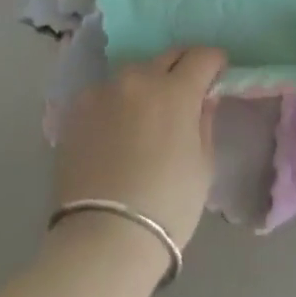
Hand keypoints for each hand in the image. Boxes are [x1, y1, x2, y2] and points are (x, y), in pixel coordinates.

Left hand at [53, 46, 227, 253]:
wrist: (103, 240)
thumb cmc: (166, 207)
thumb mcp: (202, 167)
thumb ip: (204, 122)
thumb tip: (203, 99)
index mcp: (176, 90)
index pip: (202, 56)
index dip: (214, 62)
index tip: (217, 73)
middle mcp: (139, 78)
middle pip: (168, 56)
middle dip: (182, 67)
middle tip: (186, 89)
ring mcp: (105, 90)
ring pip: (134, 74)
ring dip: (146, 85)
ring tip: (146, 114)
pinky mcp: (78, 108)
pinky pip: (105, 94)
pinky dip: (116, 103)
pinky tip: (115, 130)